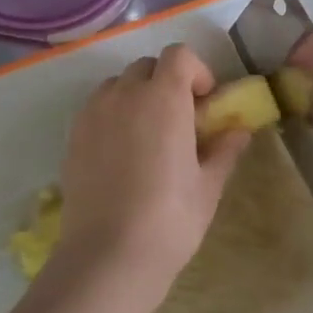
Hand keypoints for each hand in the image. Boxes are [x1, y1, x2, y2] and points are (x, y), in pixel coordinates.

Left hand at [56, 45, 251, 299]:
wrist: (108, 257)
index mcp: (163, 98)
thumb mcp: (209, 185)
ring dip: (137, 96)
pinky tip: (124, 155)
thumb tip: (239, 131)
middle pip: (146, 66)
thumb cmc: (171, 218)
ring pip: (117, 86)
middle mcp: (124, 95)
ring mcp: (92, 115)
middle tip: (181, 119)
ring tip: (150, 136)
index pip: (178, 55)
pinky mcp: (72, 139)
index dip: (197, 71)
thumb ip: (225, 149)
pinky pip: (96, 110)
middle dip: (167, 82)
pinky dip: (113, 116)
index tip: (206, 102)